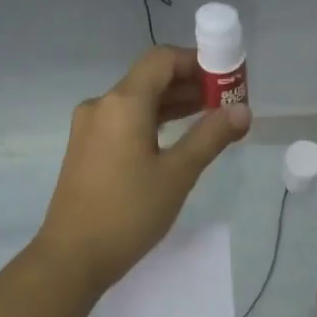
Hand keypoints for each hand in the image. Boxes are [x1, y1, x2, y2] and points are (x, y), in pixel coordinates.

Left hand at [36, 47, 250, 293]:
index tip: (227, 79)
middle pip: (149, 79)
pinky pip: (124, 122)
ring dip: (172, 105)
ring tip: (210, 119)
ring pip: (136, 102)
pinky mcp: (86, 149)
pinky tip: (175, 140)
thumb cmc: (129, 213)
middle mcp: (101, 105)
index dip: (197, 62)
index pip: (162, 60)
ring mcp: (89, 128)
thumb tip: (243, 111)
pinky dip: (152, 122)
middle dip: (189, 85)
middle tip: (227, 102)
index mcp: (123, 103)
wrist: (73, 256)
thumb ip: (211, 136)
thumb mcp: (177, 174)